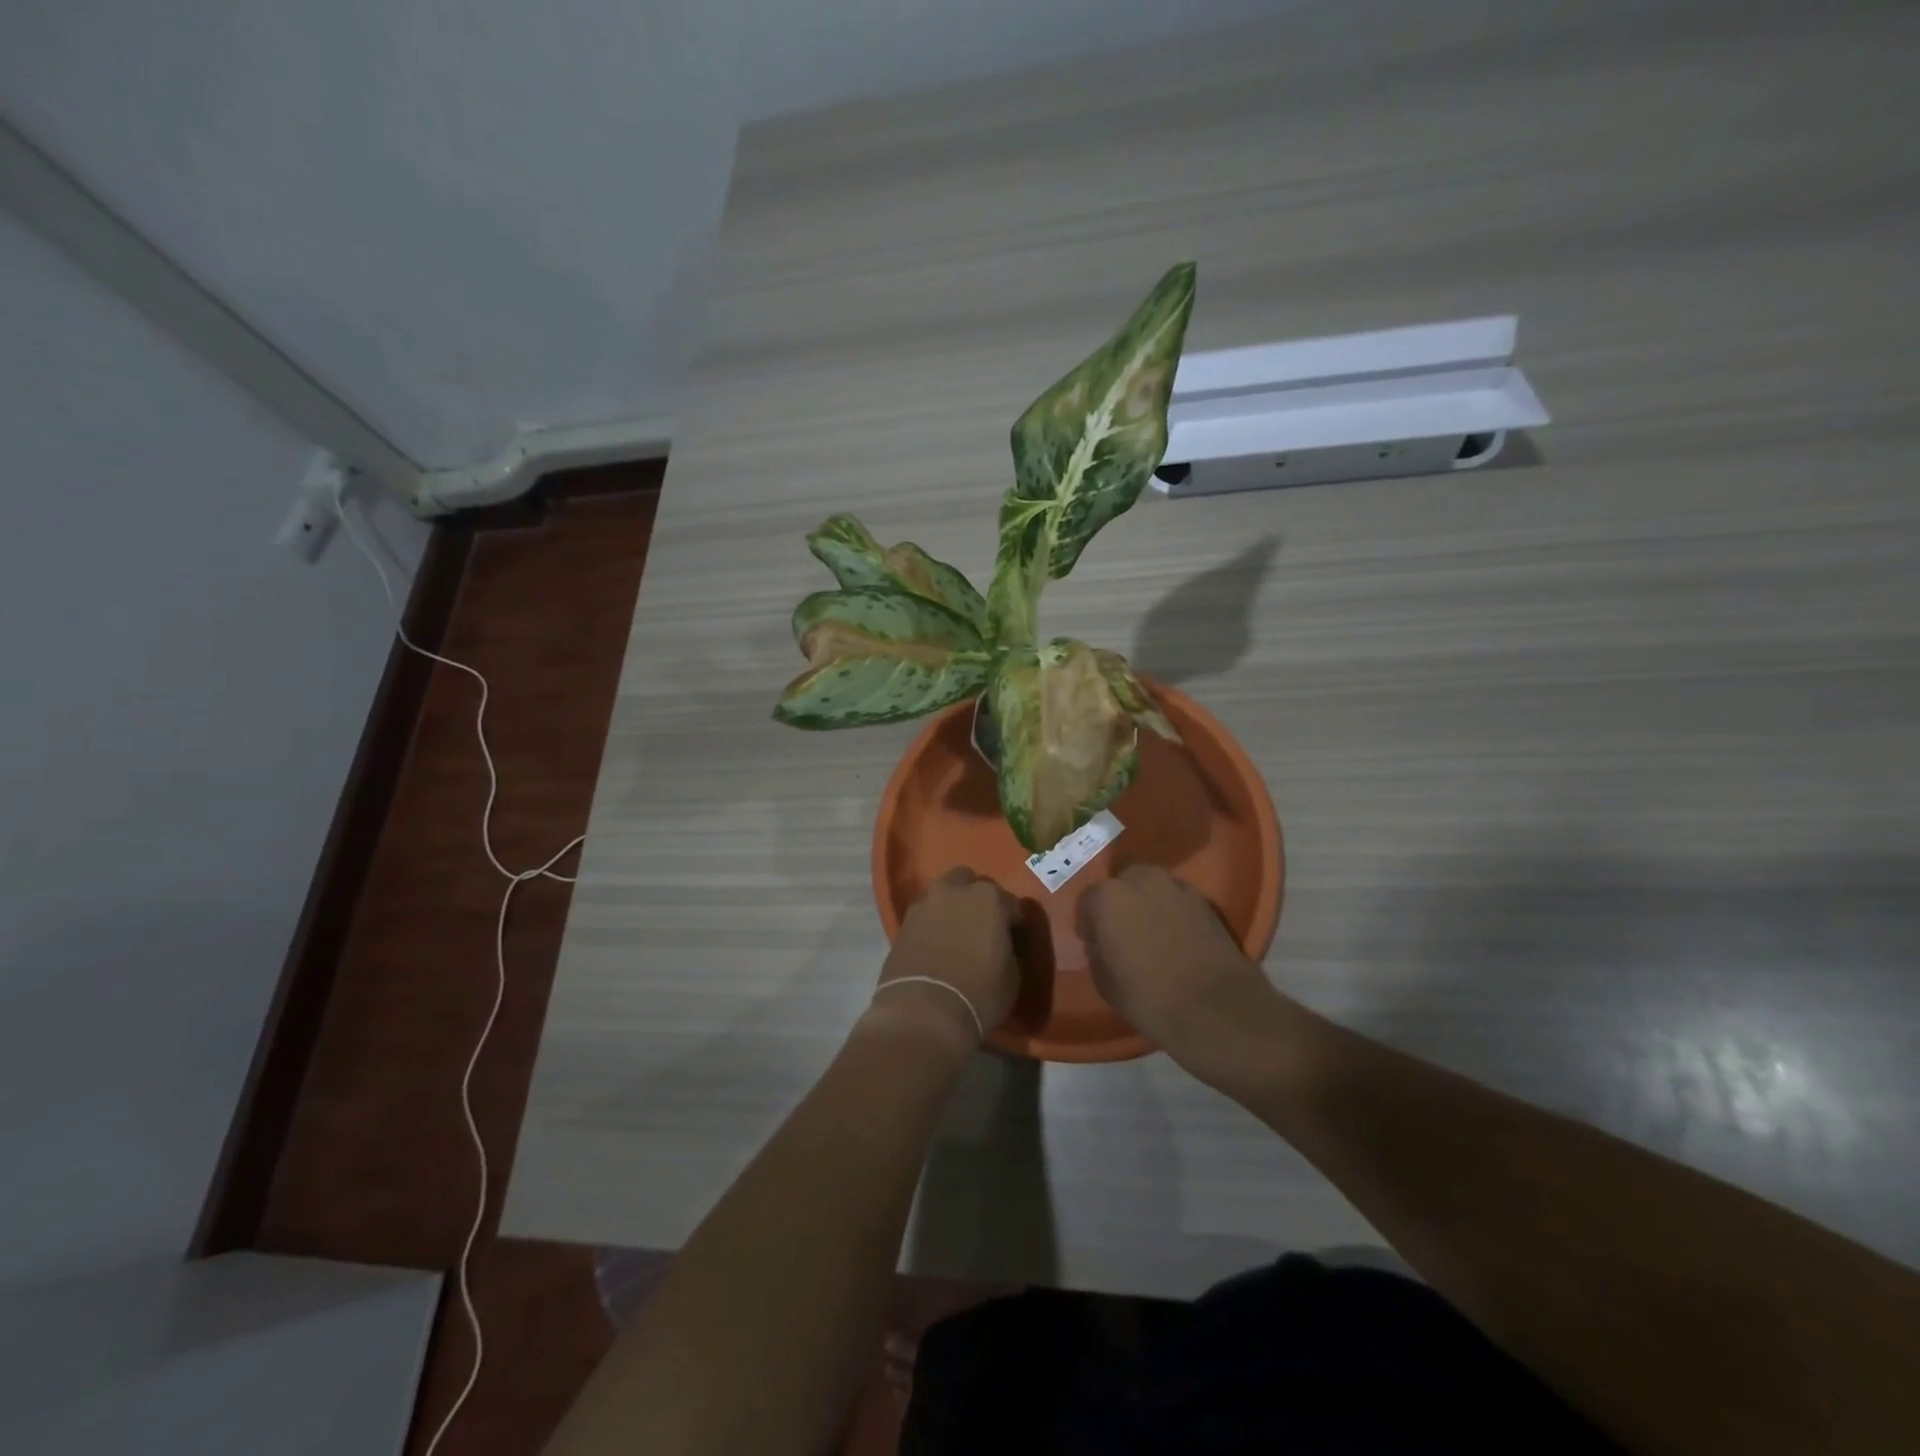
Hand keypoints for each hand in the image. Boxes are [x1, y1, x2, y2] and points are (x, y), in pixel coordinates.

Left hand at [868, 868, 1018, 1052]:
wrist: (923, 1012)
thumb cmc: (978, 994)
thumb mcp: (1012, 976)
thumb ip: (1009, 950)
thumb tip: (1002, 947)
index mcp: (989, 899)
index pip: (1011, 904)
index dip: (1014, 922)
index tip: (1014, 938)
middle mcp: (955, 891)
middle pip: (969, 882)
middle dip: (977, 898)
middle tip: (982, 924)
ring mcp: (925, 903)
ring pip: (943, 893)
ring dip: (951, 906)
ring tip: (956, 932)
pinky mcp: (903, 922)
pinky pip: (924, 913)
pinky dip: (932, 922)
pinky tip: (936, 943)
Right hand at [1079, 865, 1287, 1079]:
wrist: (1218, 1011)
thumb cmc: (1151, 999)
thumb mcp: (1106, 983)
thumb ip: (1098, 952)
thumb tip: (1101, 943)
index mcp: (1109, 898)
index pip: (1088, 901)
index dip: (1089, 923)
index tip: (1094, 943)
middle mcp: (1141, 881)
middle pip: (1122, 883)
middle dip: (1120, 903)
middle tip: (1123, 933)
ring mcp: (1178, 888)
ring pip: (1152, 887)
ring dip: (1147, 904)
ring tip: (1151, 934)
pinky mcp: (1206, 901)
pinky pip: (1177, 900)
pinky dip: (1172, 912)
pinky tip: (1175, 939)